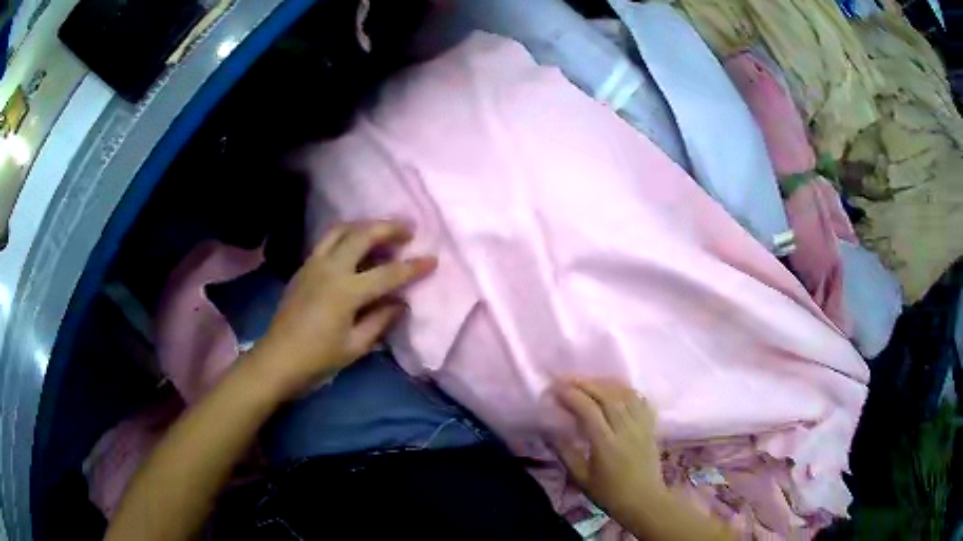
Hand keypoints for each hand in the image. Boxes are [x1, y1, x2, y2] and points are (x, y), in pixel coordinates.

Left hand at [252, 220, 436, 398]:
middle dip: (389, 228)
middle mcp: (330, 269)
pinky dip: (346, 235)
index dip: (413, 267)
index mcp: (346, 292)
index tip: (433, 259)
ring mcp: (313, 264)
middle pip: (363, 235)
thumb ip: (381, 320)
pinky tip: (355, 245)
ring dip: (365, 225)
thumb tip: (401, 303)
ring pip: (341, 229)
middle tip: (408, 230)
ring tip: (381, 231)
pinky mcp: (303, 267)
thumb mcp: (355, 346)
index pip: (388, 273)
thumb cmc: (318, 359)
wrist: (277, 359)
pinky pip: (328, 240)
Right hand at [553, 380, 666, 523]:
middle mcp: (626, 429)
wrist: (644, 500)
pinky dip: (626, 390)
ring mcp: (641, 425)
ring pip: (624, 394)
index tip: (555, 388)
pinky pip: (640, 400)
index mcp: (607, 444)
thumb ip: (565, 453)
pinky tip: (615, 389)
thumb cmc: (610, 493)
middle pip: (607, 396)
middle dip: (585, 383)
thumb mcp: (581, 478)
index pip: (589, 410)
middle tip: (566, 378)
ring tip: (587, 381)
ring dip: (604, 383)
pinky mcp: (650, 426)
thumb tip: (549, 431)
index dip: (571, 395)